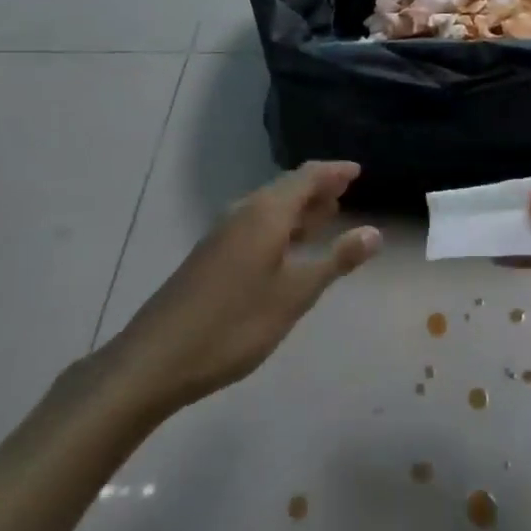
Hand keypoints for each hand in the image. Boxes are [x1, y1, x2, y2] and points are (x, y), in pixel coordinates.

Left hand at [107, 162, 380, 413]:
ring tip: (325, 216)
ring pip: (270, 207)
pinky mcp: (211, 255)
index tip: (358, 171)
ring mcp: (223, 233)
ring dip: (299, 208)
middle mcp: (244, 212)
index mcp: (266, 213)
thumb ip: (336, 260)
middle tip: (346, 193)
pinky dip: (280, 225)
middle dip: (318, 189)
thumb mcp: (295, 295)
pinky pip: (256, 224)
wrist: (155, 360)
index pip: (307, 176)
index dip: (335, 171)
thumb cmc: (234, 324)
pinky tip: (287, 248)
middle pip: (287, 187)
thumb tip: (375, 232)